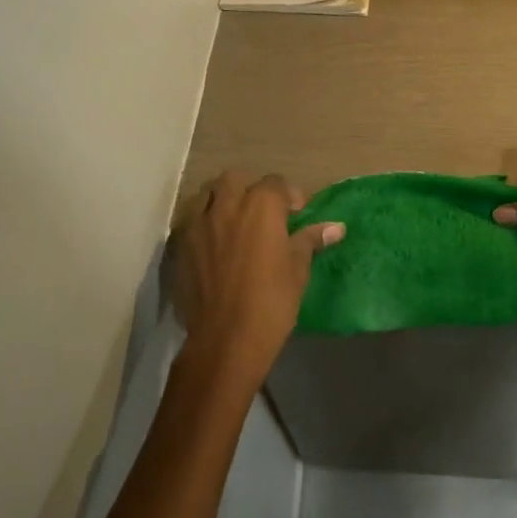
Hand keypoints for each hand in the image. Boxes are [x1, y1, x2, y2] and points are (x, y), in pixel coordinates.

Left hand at [168, 172, 344, 394]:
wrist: (226, 338)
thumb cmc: (271, 301)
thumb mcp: (298, 269)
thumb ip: (310, 240)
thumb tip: (336, 227)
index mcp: (260, 206)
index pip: (276, 183)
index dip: (289, 196)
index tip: (296, 214)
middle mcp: (226, 205)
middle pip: (235, 179)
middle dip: (249, 189)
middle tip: (262, 213)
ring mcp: (198, 224)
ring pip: (207, 195)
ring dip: (221, 201)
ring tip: (234, 223)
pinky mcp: (180, 245)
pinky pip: (191, 222)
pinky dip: (203, 225)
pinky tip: (213, 245)